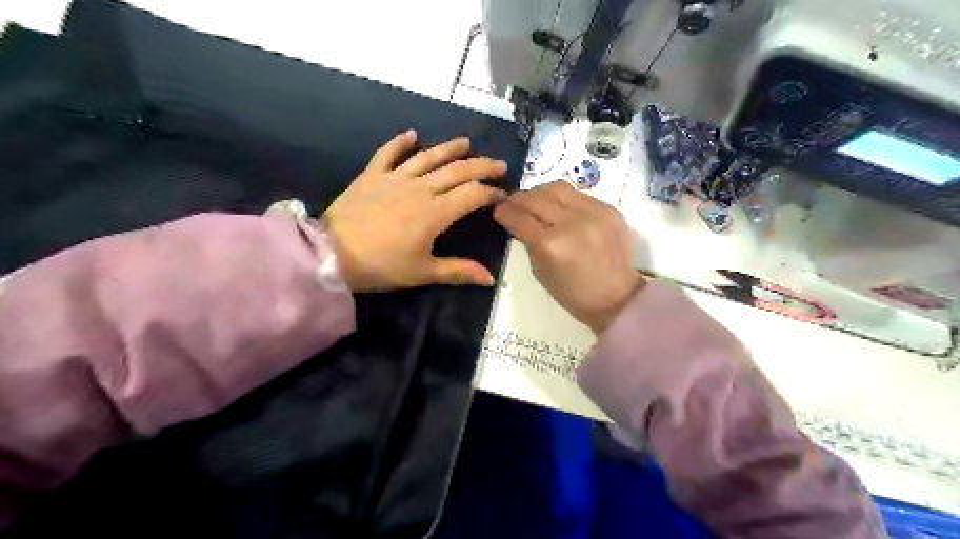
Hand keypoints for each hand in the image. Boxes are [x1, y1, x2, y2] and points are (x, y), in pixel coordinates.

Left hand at [322, 131, 509, 292]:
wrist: (332, 255)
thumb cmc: (381, 266)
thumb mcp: (423, 272)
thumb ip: (459, 271)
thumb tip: (490, 278)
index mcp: (435, 212)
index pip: (472, 195)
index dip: (490, 193)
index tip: (502, 195)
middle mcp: (420, 188)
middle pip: (457, 170)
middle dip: (482, 166)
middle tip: (498, 164)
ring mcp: (395, 178)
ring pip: (428, 157)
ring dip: (449, 148)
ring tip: (466, 142)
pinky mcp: (372, 175)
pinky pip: (388, 153)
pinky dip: (400, 142)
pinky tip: (411, 134)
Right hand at [496, 181, 644, 331]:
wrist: (616, 298)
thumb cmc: (573, 293)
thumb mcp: (540, 272)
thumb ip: (529, 243)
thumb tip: (520, 223)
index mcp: (551, 245)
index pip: (520, 219)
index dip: (505, 212)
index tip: (498, 210)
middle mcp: (571, 223)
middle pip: (537, 199)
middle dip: (519, 199)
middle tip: (512, 202)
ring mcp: (594, 213)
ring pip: (558, 189)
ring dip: (541, 192)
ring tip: (535, 200)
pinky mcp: (610, 210)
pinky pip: (580, 195)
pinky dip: (564, 199)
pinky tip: (560, 207)